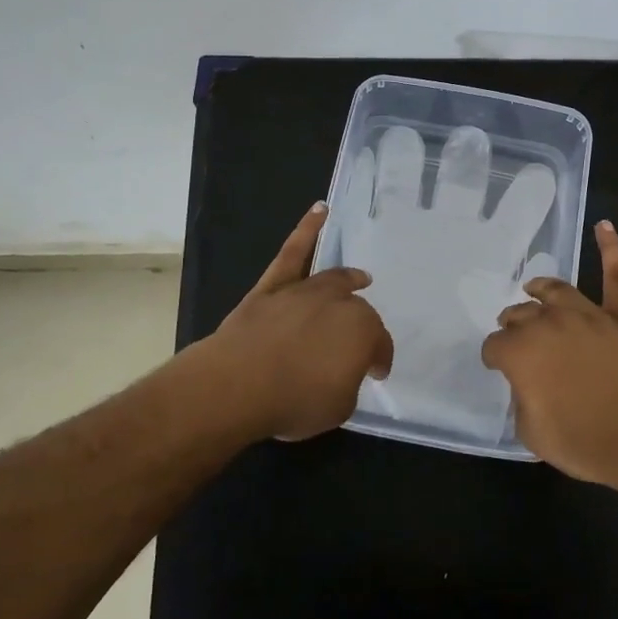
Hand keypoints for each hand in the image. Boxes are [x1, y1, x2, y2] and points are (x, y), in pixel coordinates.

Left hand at [207, 202, 394, 440]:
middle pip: (357, 311)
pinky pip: (293, 252)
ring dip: (348, 279)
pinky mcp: (274, 286)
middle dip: (361, 329)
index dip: (378, 361)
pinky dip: (306, 230)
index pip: (379, 346)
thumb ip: (347, 382)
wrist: (238, 385)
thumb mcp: (338, 406)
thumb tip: (341, 371)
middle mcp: (339, 304)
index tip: (376, 374)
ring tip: (359, 278)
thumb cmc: (294, 401)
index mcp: (363, 333)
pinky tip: (319, 211)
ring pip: (334, 279)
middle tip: (356, 347)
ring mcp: (305, 291)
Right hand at [480, 221, 617, 492]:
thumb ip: (523, 402)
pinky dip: (611, 250)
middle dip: (512, 325)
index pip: (496, 346)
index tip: (498, 367)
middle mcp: (551, 324)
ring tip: (533, 288)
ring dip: (541, 289)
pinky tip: (604, 226)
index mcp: (522, 352)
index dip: (495, 357)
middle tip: (513, 336)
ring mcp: (590, 316)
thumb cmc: (589, 444)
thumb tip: (529, 384)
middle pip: (521, 315)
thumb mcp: (535, 435)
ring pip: (558, 291)